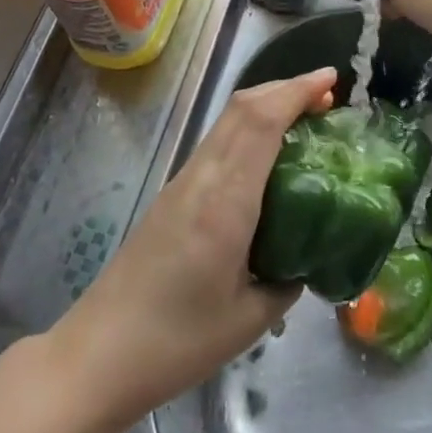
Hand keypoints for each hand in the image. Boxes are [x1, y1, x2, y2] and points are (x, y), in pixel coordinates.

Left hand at [46, 67, 337, 432]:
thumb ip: (286, 281)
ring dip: (266, 107)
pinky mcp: (173, 194)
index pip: (262, 122)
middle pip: (242, 108)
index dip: (297, 92)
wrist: (100, 353)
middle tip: (327, 98)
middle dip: (286, 89)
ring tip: (304, 121)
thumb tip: (306, 258)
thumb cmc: (178, 342)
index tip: (331, 80)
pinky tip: (267, 157)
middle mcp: (202, 177)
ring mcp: (183, 182)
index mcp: (225, 201)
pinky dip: (249, 130)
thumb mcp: (250, 319)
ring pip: (227, 121)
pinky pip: (217, 143)